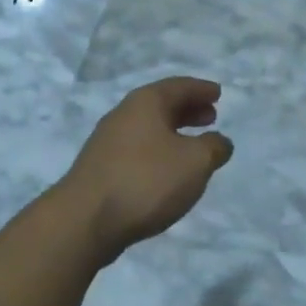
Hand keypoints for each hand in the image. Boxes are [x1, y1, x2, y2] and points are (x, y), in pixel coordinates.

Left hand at [57, 77, 233, 265]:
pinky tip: (167, 170)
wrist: (86, 219)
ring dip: (173, 131)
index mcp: (145, 102)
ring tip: (193, 145)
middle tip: (210, 116)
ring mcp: (108, 141)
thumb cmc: (146, 180)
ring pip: (148, 127)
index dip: (201, 89)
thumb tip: (219, 141)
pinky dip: (158, 150)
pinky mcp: (101, 167)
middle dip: (187, 109)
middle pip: (161, 105)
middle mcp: (124, 114)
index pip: (179, 86)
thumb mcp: (194, 162)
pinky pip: (138, 148)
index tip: (218, 93)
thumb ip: (213, 147)